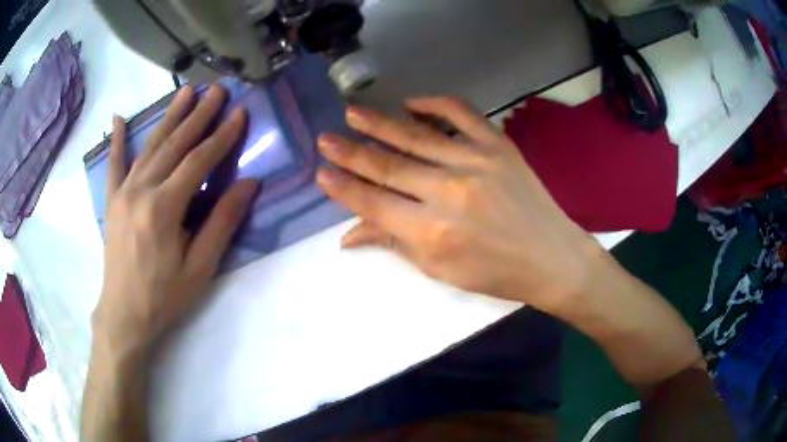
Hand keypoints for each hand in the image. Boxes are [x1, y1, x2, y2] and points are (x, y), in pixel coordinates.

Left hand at [95, 84, 257, 353]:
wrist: (124, 314)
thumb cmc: (165, 296)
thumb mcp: (200, 267)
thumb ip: (222, 222)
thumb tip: (249, 184)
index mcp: (163, 208)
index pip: (197, 161)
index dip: (221, 136)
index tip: (240, 113)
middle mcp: (141, 190)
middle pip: (174, 144)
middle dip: (198, 115)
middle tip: (217, 90)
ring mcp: (123, 193)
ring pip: (150, 146)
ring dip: (170, 117)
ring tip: (186, 92)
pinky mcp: (112, 201)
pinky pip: (114, 165)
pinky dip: (117, 140)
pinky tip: (118, 118)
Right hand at [317, 97, 602, 312]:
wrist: (551, 257)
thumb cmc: (494, 273)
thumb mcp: (439, 269)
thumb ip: (393, 243)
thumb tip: (348, 234)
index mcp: (431, 232)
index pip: (373, 202)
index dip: (343, 187)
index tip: (322, 172)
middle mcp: (448, 192)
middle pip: (388, 166)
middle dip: (351, 152)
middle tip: (326, 138)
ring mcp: (476, 162)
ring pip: (416, 136)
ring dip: (380, 123)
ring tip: (353, 112)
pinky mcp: (498, 145)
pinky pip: (461, 114)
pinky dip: (434, 103)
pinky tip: (411, 102)